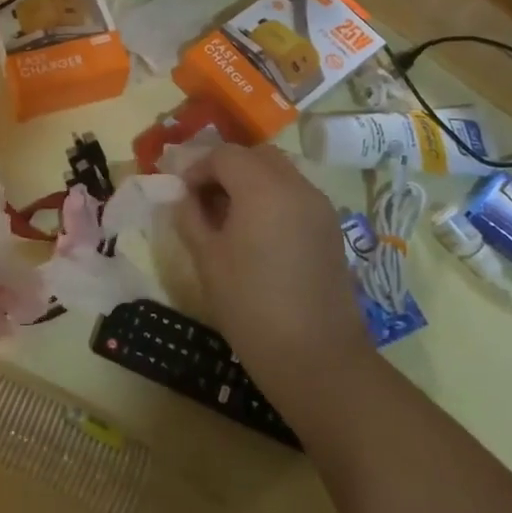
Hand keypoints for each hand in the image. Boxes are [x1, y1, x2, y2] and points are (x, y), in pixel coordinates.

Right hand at [174, 143, 370, 409]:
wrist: (316, 357)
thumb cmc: (250, 306)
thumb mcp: (207, 259)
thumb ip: (191, 217)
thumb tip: (184, 197)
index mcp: (263, 188)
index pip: (224, 155)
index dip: (197, 168)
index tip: (180, 194)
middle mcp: (297, 186)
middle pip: (255, 156)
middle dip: (225, 168)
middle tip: (203, 199)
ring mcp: (320, 206)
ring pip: (279, 172)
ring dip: (250, 182)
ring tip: (228, 217)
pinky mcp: (331, 228)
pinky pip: (295, 195)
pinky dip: (272, 198)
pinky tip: (256, 233)